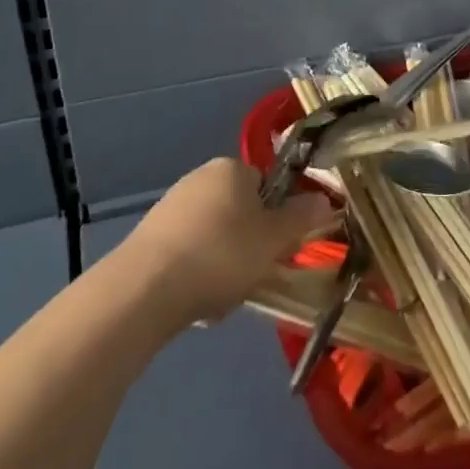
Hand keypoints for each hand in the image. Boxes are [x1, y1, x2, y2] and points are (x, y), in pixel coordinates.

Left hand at [123, 159, 334, 326]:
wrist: (145, 289)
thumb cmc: (220, 254)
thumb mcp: (273, 239)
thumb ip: (301, 217)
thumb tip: (324, 199)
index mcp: (230, 168)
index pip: (267, 186)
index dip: (278, 218)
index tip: (279, 248)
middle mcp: (200, 177)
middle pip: (241, 211)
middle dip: (250, 244)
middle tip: (254, 275)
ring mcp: (171, 206)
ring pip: (216, 236)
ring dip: (225, 263)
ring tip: (222, 296)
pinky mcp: (150, 237)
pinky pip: (189, 253)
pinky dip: (198, 273)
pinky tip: (195, 300)